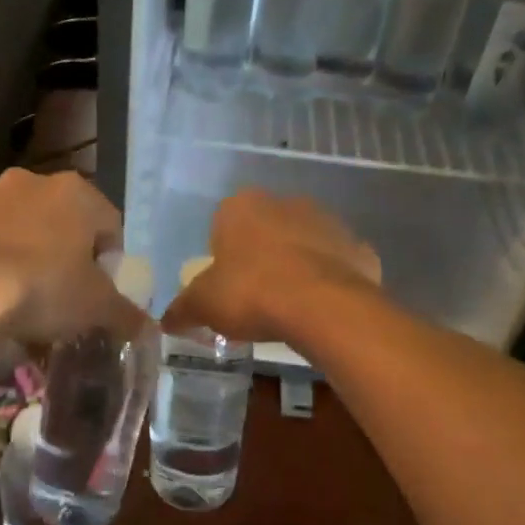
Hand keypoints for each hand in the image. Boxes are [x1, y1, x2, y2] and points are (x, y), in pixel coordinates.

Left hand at [0, 169, 143, 345]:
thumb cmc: (44, 288)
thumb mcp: (96, 308)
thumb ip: (127, 315)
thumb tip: (149, 330)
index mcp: (76, 191)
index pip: (109, 224)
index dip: (109, 260)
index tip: (99, 291)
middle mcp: (32, 181)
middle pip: (63, 221)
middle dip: (66, 252)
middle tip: (65, 292)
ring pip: (22, 227)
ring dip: (28, 252)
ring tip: (24, 295)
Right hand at [162, 189, 380, 343]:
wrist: (322, 306)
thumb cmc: (251, 292)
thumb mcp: (204, 305)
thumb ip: (182, 309)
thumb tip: (165, 321)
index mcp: (242, 206)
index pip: (224, 223)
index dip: (223, 255)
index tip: (225, 285)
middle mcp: (286, 203)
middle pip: (266, 230)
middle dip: (260, 257)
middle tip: (254, 297)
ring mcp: (328, 222)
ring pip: (304, 244)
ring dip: (296, 266)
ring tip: (289, 307)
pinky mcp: (359, 248)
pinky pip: (337, 264)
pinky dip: (330, 281)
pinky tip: (321, 308)